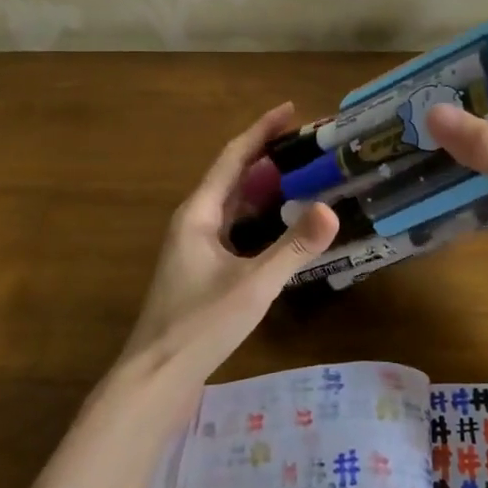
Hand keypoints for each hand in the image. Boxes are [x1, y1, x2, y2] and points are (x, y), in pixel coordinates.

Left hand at [123, 103, 338, 371]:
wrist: (156, 377)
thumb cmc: (199, 325)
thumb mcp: (253, 284)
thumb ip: (292, 247)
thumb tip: (331, 209)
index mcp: (198, 213)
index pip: (234, 157)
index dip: (262, 130)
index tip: (292, 110)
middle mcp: (194, 221)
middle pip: (234, 176)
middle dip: (269, 156)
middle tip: (310, 145)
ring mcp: (196, 246)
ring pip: (235, 204)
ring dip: (265, 187)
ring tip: (304, 176)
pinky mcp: (203, 269)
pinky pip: (236, 228)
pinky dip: (261, 218)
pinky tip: (283, 226)